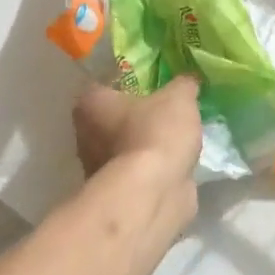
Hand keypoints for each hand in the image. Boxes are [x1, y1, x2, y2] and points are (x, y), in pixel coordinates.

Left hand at [73, 76, 202, 191]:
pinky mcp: (117, 192)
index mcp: (91, 104)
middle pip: (114, 117)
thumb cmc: (155, 134)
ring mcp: (98, 168)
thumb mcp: (179, 97)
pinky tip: (176, 162)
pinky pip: (138, 171)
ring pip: (125, 146)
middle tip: (167, 108)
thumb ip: (184, 84)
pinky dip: (153, 168)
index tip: (152, 82)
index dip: (127, 81)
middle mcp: (86, 135)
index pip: (104, 84)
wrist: (153, 193)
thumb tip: (188, 80)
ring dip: (146, 144)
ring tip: (178, 136)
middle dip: (137, 115)